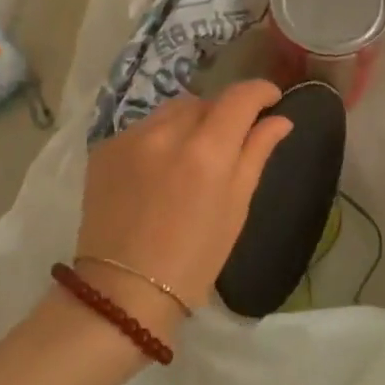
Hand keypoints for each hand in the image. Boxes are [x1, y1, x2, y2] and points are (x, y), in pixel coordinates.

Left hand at [77, 81, 293, 332]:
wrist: (124, 293)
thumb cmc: (195, 258)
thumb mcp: (236, 207)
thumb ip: (256, 153)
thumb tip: (279, 119)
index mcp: (207, 150)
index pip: (239, 97)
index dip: (260, 91)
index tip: (271, 99)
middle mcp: (166, 132)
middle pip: (204, 101)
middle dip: (222, 113)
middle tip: (228, 142)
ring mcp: (130, 138)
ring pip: (171, 111)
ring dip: (188, 123)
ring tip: (190, 156)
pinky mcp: (104, 148)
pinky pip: (142, 128)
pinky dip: (158, 139)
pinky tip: (157, 171)